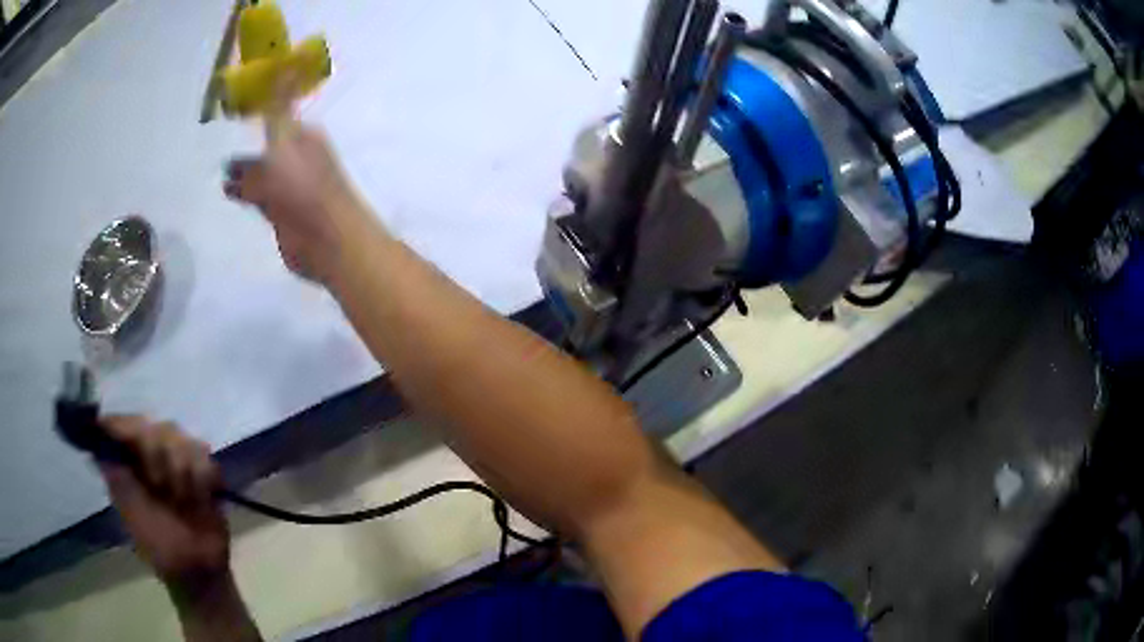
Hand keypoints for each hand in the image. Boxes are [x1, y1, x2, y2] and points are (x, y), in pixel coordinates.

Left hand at [99, 417, 228, 589]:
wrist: (201, 572)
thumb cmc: (162, 550)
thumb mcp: (134, 518)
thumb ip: (119, 480)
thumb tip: (102, 444)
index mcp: (125, 465)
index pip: (119, 425)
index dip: (126, 429)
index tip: (135, 451)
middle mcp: (147, 456)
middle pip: (150, 425)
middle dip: (157, 455)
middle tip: (162, 487)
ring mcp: (175, 461)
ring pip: (178, 436)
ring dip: (182, 470)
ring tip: (183, 499)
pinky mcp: (202, 471)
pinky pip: (203, 453)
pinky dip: (203, 476)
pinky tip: (201, 497)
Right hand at [224, 107, 365, 282]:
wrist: (326, 239)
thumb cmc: (303, 185)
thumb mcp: (285, 140)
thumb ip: (279, 107)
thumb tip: (288, 62)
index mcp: (303, 137)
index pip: (278, 117)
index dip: (261, 112)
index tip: (239, 107)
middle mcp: (296, 158)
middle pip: (267, 149)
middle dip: (248, 148)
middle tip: (221, 147)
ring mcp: (288, 188)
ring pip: (260, 174)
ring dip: (243, 172)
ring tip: (222, 173)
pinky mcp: (280, 214)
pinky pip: (258, 197)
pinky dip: (243, 192)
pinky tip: (228, 191)